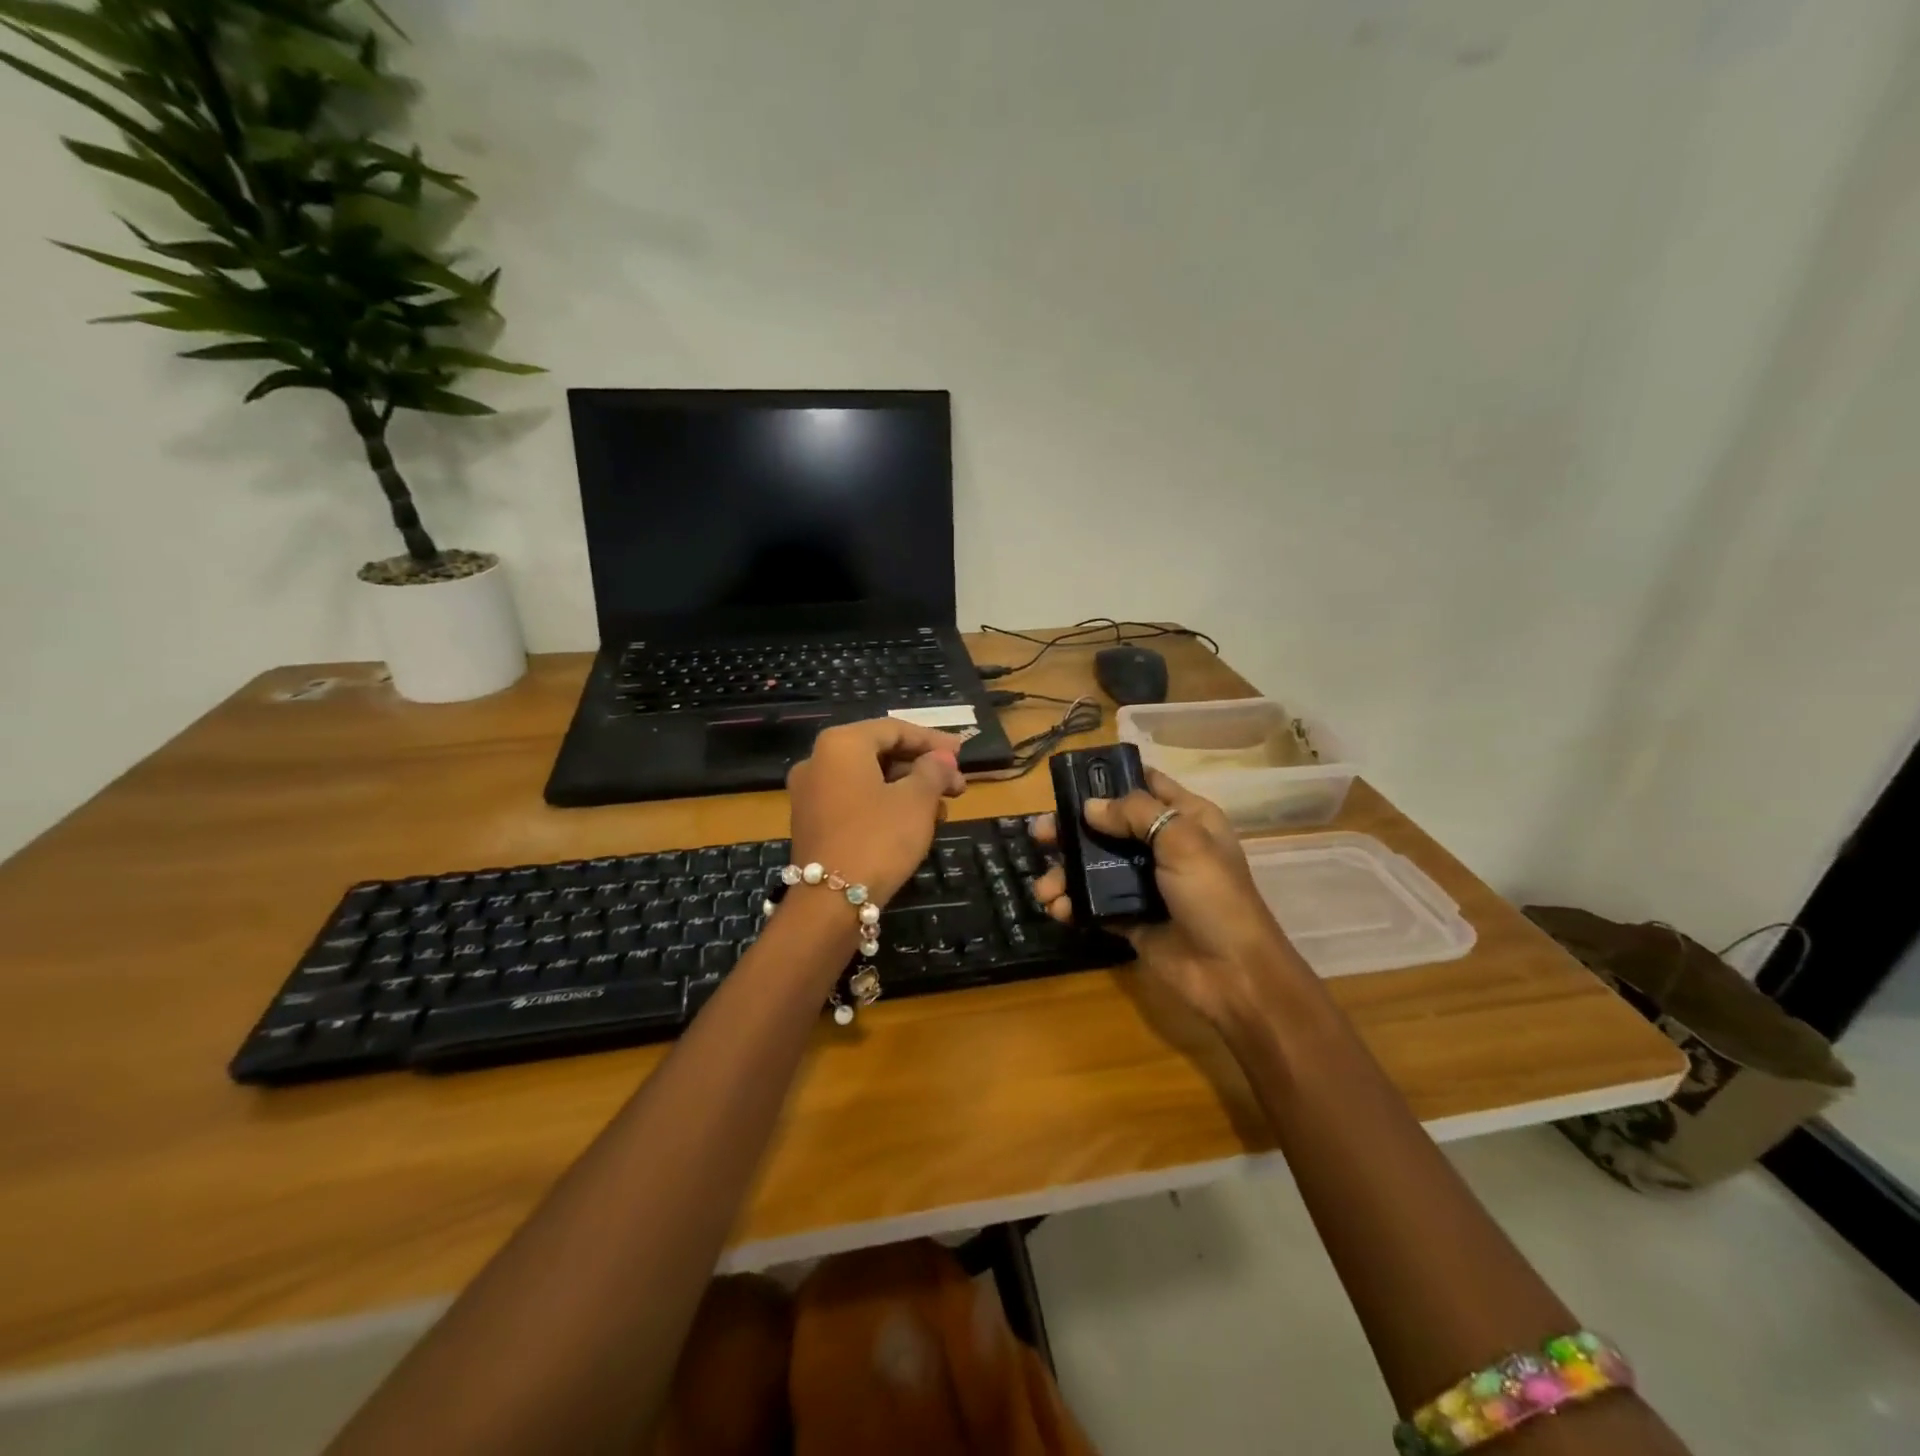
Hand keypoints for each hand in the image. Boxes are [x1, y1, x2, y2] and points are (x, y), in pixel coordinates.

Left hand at [787, 719, 967, 904]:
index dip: (932, 740)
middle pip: (881, 753)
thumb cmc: (878, 838)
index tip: (963, 753)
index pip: (894, 729)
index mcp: (841, 744)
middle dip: (923, 768)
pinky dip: (886, 804)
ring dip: (909, 789)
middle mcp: (818, 761)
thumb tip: (941, 759)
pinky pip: (855, 800)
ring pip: (870, 779)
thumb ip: (933, 771)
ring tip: (943, 810)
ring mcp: (810, 794)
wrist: (830, 904)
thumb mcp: (917, 801)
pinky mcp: (812, 823)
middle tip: (958, 785)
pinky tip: (915, 824)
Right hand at [1031, 768, 1304, 1029]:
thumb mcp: (1184, 840)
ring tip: (1044, 889)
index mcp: (1187, 818)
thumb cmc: (1214, 897)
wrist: (1233, 975)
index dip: (1109, 778)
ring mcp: (1145, 882)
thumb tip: (1089, 807)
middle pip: (1109, 825)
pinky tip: (1058, 909)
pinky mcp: (1130, 917)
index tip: (1068, 779)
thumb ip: (1135, 813)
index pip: (1145, 784)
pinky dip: (1072, 903)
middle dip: (1072, 828)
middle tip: (1039, 835)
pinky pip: (1094, 902)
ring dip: (1065, 872)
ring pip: (1095, 865)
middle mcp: (1163, 845)